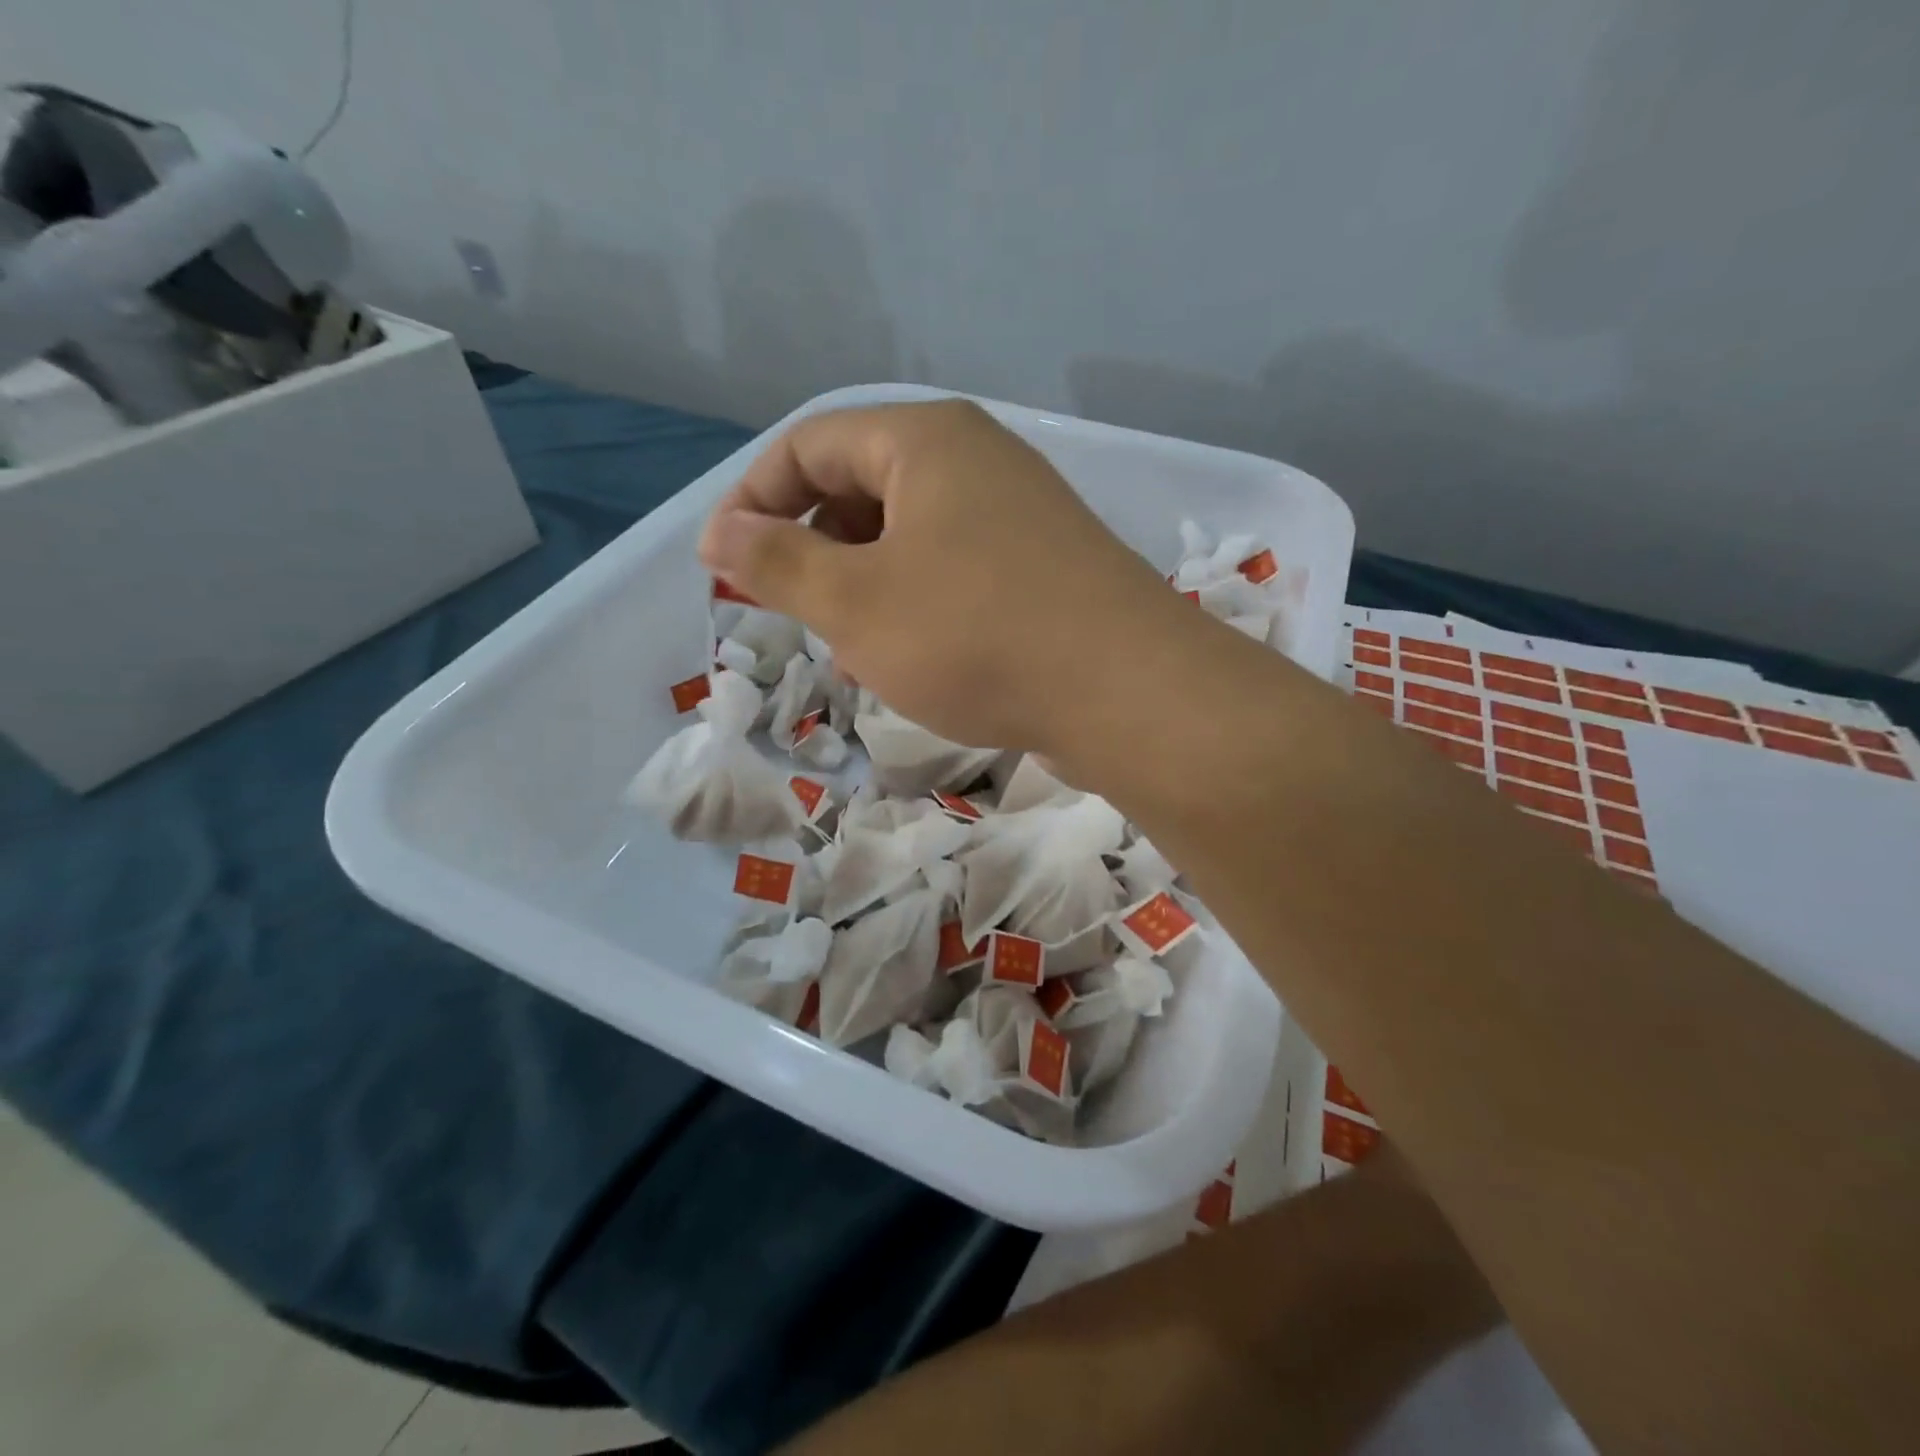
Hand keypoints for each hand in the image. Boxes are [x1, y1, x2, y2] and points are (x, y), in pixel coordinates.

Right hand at [699, 399, 1188, 754]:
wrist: (1126, 691)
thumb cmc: (975, 635)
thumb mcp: (856, 602)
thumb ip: (778, 562)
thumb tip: (720, 533)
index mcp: (925, 441)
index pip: (808, 444)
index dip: (754, 500)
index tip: (725, 565)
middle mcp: (977, 461)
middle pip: (862, 485)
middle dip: (815, 549)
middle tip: (796, 613)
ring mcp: (1018, 514)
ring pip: (909, 537)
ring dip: (867, 586)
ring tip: (856, 648)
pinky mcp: (1044, 567)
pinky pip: (955, 570)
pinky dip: (919, 605)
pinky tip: (918, 659)